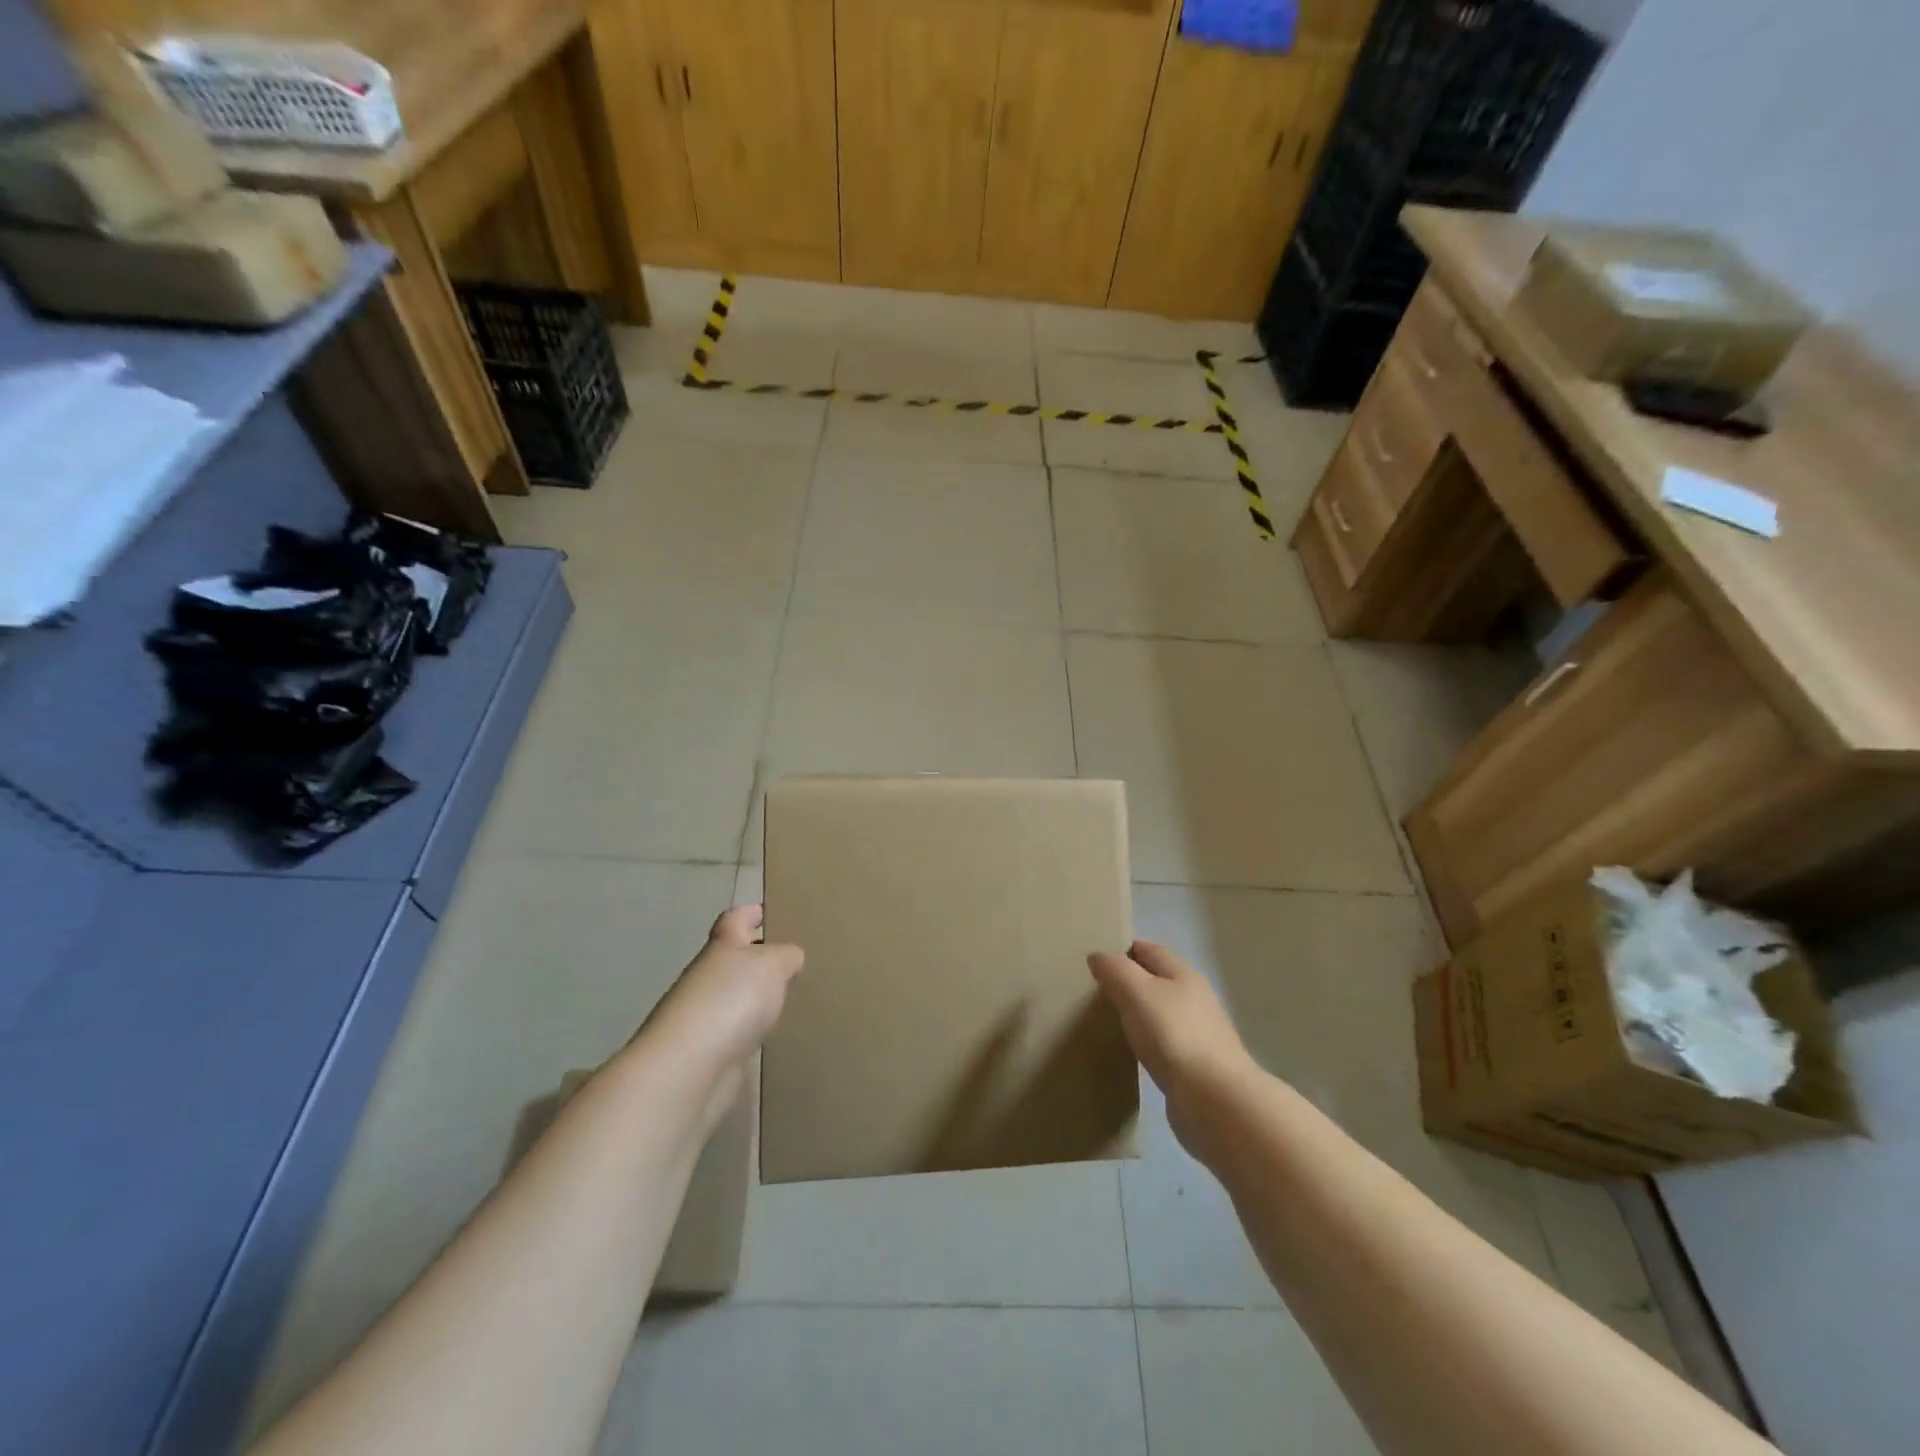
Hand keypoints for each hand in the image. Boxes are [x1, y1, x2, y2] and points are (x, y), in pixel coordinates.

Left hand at [633, 905, 803, 1125]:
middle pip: (734, 959)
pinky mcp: (709, 1052)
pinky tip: (776, 1036)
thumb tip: (790, 957)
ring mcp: (705, 1016)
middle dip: (759, 958)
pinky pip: (737, 1032)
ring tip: (792, 998)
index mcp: (723, 946)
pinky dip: (753, 1031)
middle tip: (794, 960)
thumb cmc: (731, 1000)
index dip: (752, 912)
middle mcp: (709, 977)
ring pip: (736, 997)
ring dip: (757, 998)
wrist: (690, 1068)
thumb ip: (786, 955)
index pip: (736, 919)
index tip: (771, 911)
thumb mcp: (772, 964)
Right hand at [1089, 941, 1257, 1162]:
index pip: (1149, 949)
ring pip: (1161, 1012)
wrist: (1214, 1100)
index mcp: (1183, 974)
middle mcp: (1195, 999)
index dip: (1123, 950)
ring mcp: (1198, 1033)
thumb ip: (1115, 970)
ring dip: (1139, 1014)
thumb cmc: (1172, 1035)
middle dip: (1130, 982)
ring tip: (1110, 1022)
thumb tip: (1098, 956)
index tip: (1095, 962)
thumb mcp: (1136, 992)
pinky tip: (1133, 1053)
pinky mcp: (1196, 1066)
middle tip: (1096, 992)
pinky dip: (1148, 1042)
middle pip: (1158, 980)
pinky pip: (1165, 1043)